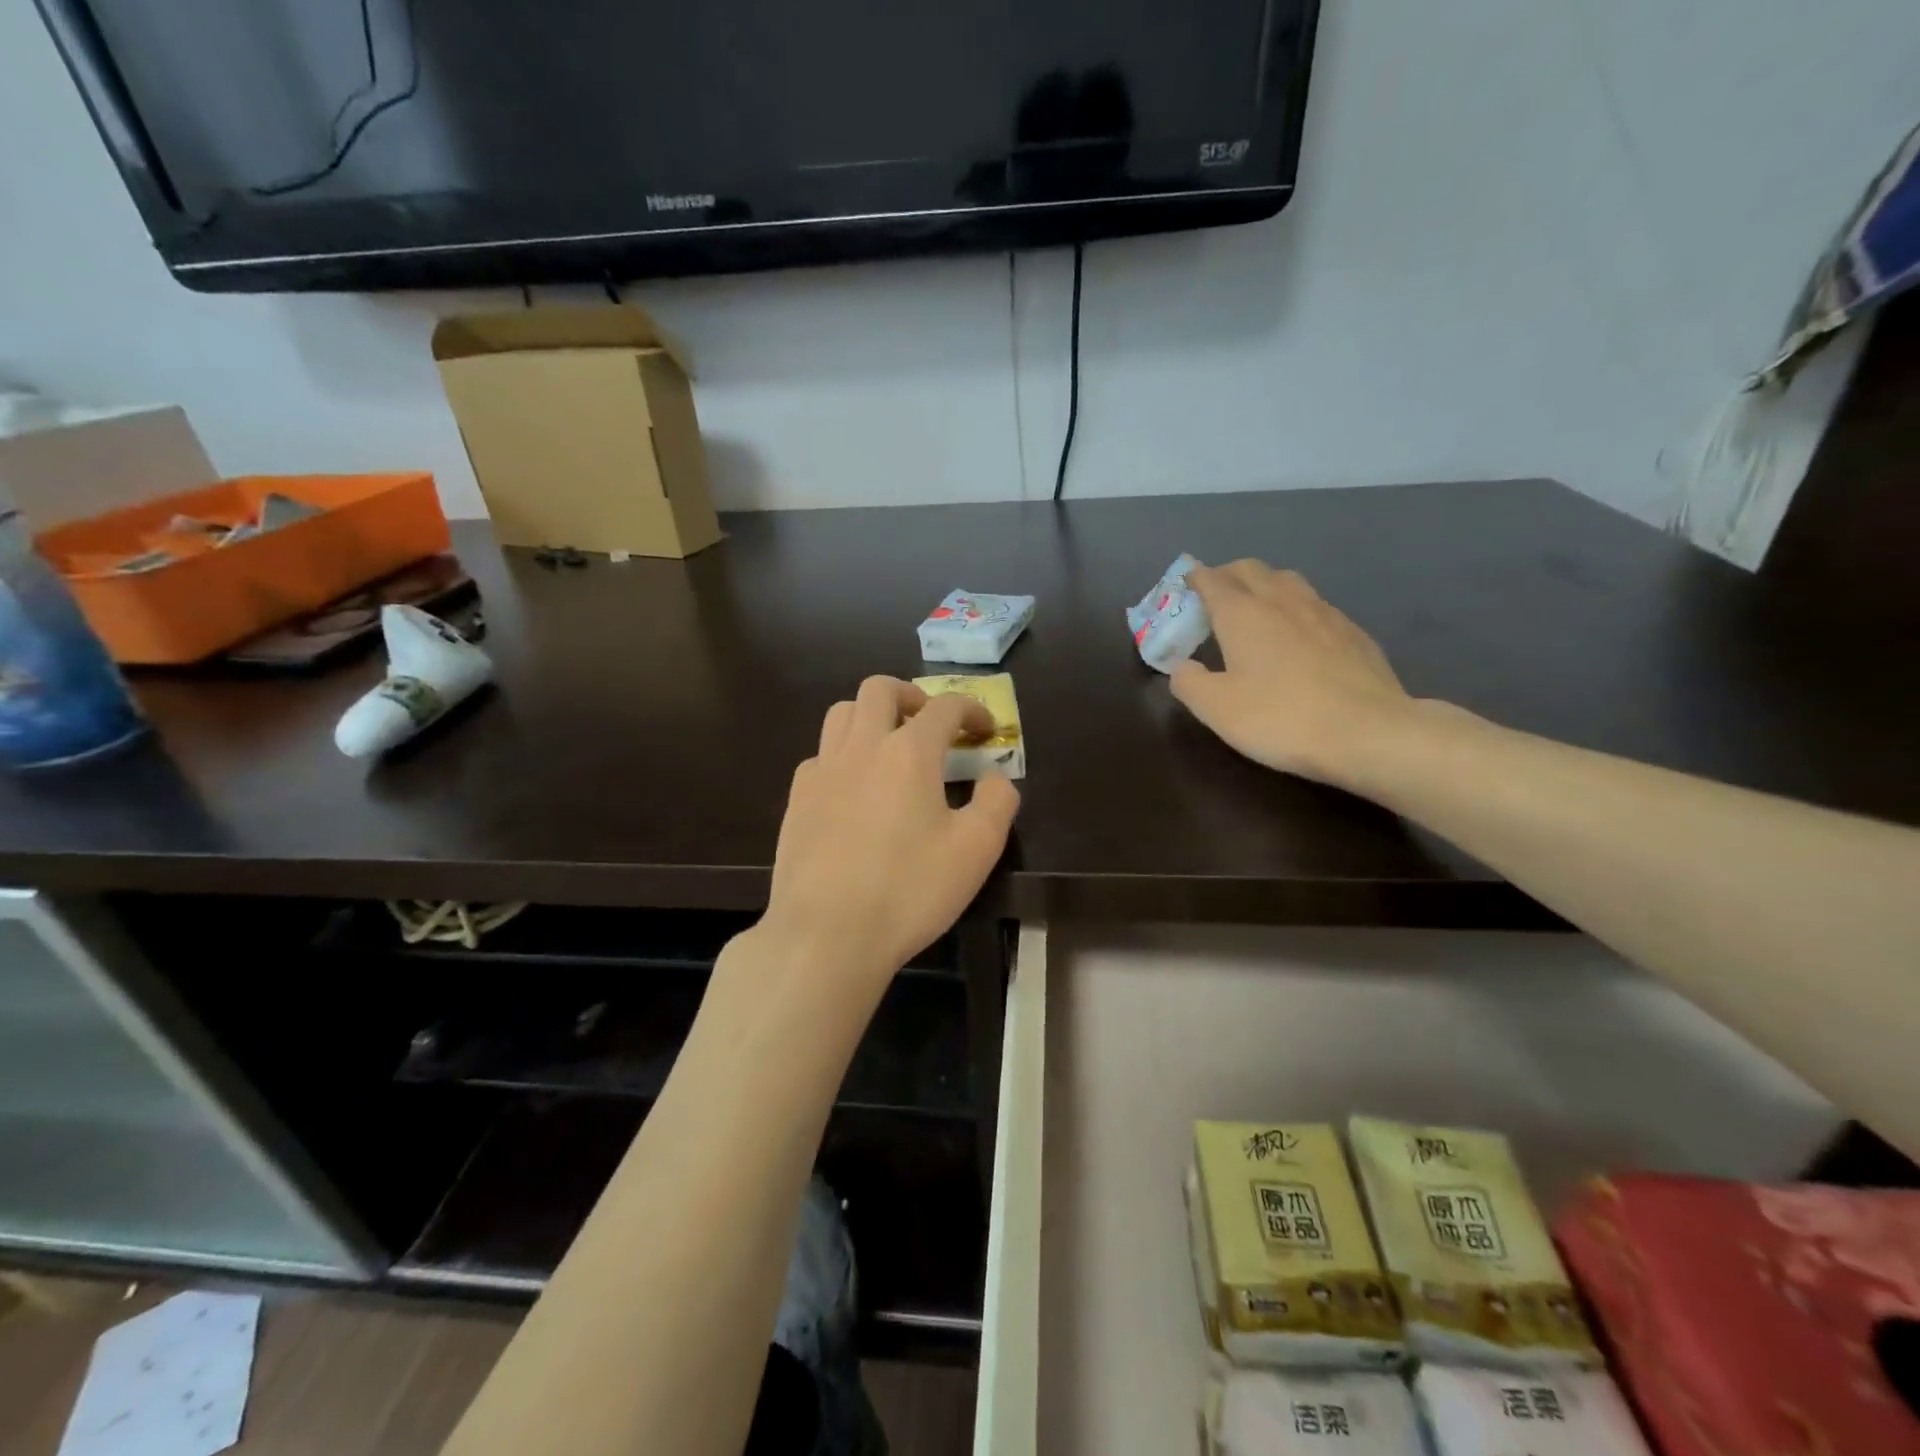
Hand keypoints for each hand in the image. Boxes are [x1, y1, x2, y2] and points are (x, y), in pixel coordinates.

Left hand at [762, 677, 1020, 989]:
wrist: (825, 935)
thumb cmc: (909, 891)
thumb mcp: (976, 850)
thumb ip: (997, 803)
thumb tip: (995, 778)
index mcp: (908, 752)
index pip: (945, 707)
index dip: (972, 709)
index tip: (986, 730)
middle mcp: (861, 747)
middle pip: (879, 689)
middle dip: (911, 695)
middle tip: (930, 722)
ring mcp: (822, 771)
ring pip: (842, 713)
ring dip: (871, 715)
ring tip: (889, 745)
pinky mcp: (797, 799)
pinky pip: (820, 754)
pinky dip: (843, 754)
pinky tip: (854, 788)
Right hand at [1171, 560, 1412, 785]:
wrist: (1369, 732)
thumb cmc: (1281, 718)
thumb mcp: (1217, 709)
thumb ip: (1188, 682)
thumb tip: (1181, 666)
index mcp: (1242, 613)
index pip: (1212, 580)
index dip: (1194, 579)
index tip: (1183, 587)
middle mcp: (1282, 600)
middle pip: (1250, 569)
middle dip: (1227, 575)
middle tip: (1214, 597)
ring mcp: (1323, 612)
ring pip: (1286, 580)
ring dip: (1264, 585)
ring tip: (1255, 608)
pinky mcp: (1352, 631)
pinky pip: (1315, 604)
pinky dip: (1295, 608)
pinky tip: (1298, 634)